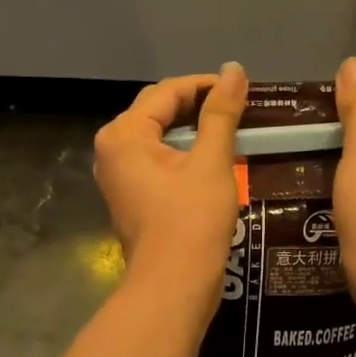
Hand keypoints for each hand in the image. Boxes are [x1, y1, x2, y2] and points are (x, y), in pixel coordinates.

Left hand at [93, 63, 247, 317]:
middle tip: (241, 108)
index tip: (243, 88)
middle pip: (159, 111)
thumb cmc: (192, 221)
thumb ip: (221, 112)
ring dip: (194, 130)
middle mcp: (112, 150)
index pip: (167, 91)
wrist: (173, 287)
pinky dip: (185, 153)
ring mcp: (119, 176)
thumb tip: (234, 69)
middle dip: (199, 106)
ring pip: (160, 137)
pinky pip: (158, 161)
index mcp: (124, 134)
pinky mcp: (131, 197)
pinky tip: (215, 158)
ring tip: (233, 129)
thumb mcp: (212, 162)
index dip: (206, 84)